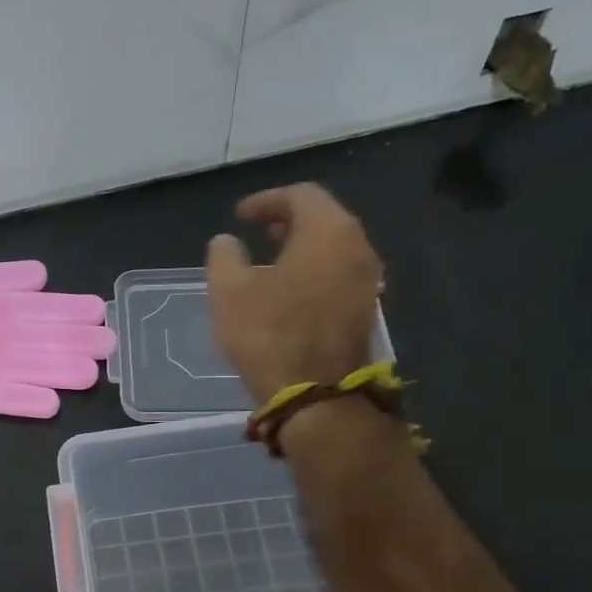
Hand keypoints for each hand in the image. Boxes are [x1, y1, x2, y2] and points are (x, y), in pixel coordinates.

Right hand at [206, 184, 384, 405]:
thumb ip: (224, 256)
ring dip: (302, 249)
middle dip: (289, 222)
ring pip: (334, 249)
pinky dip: (314, 273)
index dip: (267, 201)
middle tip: (259, 231)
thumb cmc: (269, 334)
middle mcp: (358, 248)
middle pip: (324, 219)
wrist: (314, 395)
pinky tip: (290, 292)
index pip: (300, 196)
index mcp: (329, 231)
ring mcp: (368, 282)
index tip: (240, 216)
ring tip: (271, 261)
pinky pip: (338, 276)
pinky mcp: (366, 312)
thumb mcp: (229, 291)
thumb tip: (226, 242)